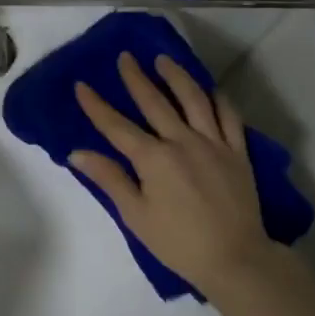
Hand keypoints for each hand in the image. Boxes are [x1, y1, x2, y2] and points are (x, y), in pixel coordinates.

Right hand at [70, 52, 276, 297]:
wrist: (234, 258)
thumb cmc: (178, 242)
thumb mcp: (135, 215)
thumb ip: (109, 179)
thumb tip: (77, 153)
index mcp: (153, 158)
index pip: (117, 126)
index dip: (97, 105)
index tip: (82, 85)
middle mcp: (182, 141)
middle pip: (155, 102)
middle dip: (136, 78)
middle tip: (125, 57)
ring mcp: (213, 143)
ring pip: (194, 99)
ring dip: (177, 76)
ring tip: (164, 60)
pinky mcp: (238, 152)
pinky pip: (229, 116)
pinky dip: (218, 99)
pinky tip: (210, 89)